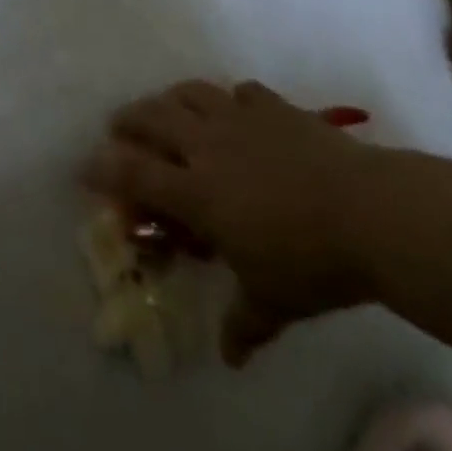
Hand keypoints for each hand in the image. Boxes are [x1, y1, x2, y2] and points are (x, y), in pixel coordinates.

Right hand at [84, 79, 378, 366]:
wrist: (368, 212)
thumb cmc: (310, 261)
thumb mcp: (271, 301)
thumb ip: (244, 324)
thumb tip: (231, 358)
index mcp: (197, 191)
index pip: (134, 174)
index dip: (103, 168)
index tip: (83, 166)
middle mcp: (207, 145)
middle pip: (152, 117)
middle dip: (128, 119)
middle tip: (119, 126)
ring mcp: (240, 118)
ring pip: (189, 93)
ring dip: (171, 98)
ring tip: (168, 107)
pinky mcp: (274, 107)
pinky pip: (241, 91)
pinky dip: (231, 99)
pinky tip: (237, 109)